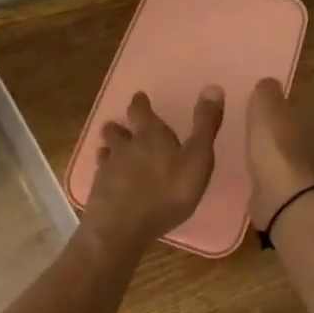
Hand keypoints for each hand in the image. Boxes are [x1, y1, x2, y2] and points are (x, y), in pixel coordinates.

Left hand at [82, 87, 224, 253]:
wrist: (123, 226)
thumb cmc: (167, 191)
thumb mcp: (197, 158)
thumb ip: (205, 125)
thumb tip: (213, 86)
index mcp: (150, 134)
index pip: (140, 110)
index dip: (140, 103)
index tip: (139, 97)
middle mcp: (125, 146)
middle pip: (117, 130)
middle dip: (119, 126)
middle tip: (120, 125)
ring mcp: (109, 169)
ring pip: (106, 151)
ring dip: (109, 149)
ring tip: (110, 151)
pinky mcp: (99, 192)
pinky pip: (100, 176)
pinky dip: (105, 175)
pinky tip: (108, 182)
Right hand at [245, 78, 313, 230]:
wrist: (287, 195)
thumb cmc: (280, 141)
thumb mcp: (266, 106)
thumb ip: (267, 92)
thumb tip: (271, 85)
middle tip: (309, 137)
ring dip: (313, 165)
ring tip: (293, 162)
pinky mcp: (311, 201)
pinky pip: (307, 189)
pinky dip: (298, 186)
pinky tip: (281, 183)